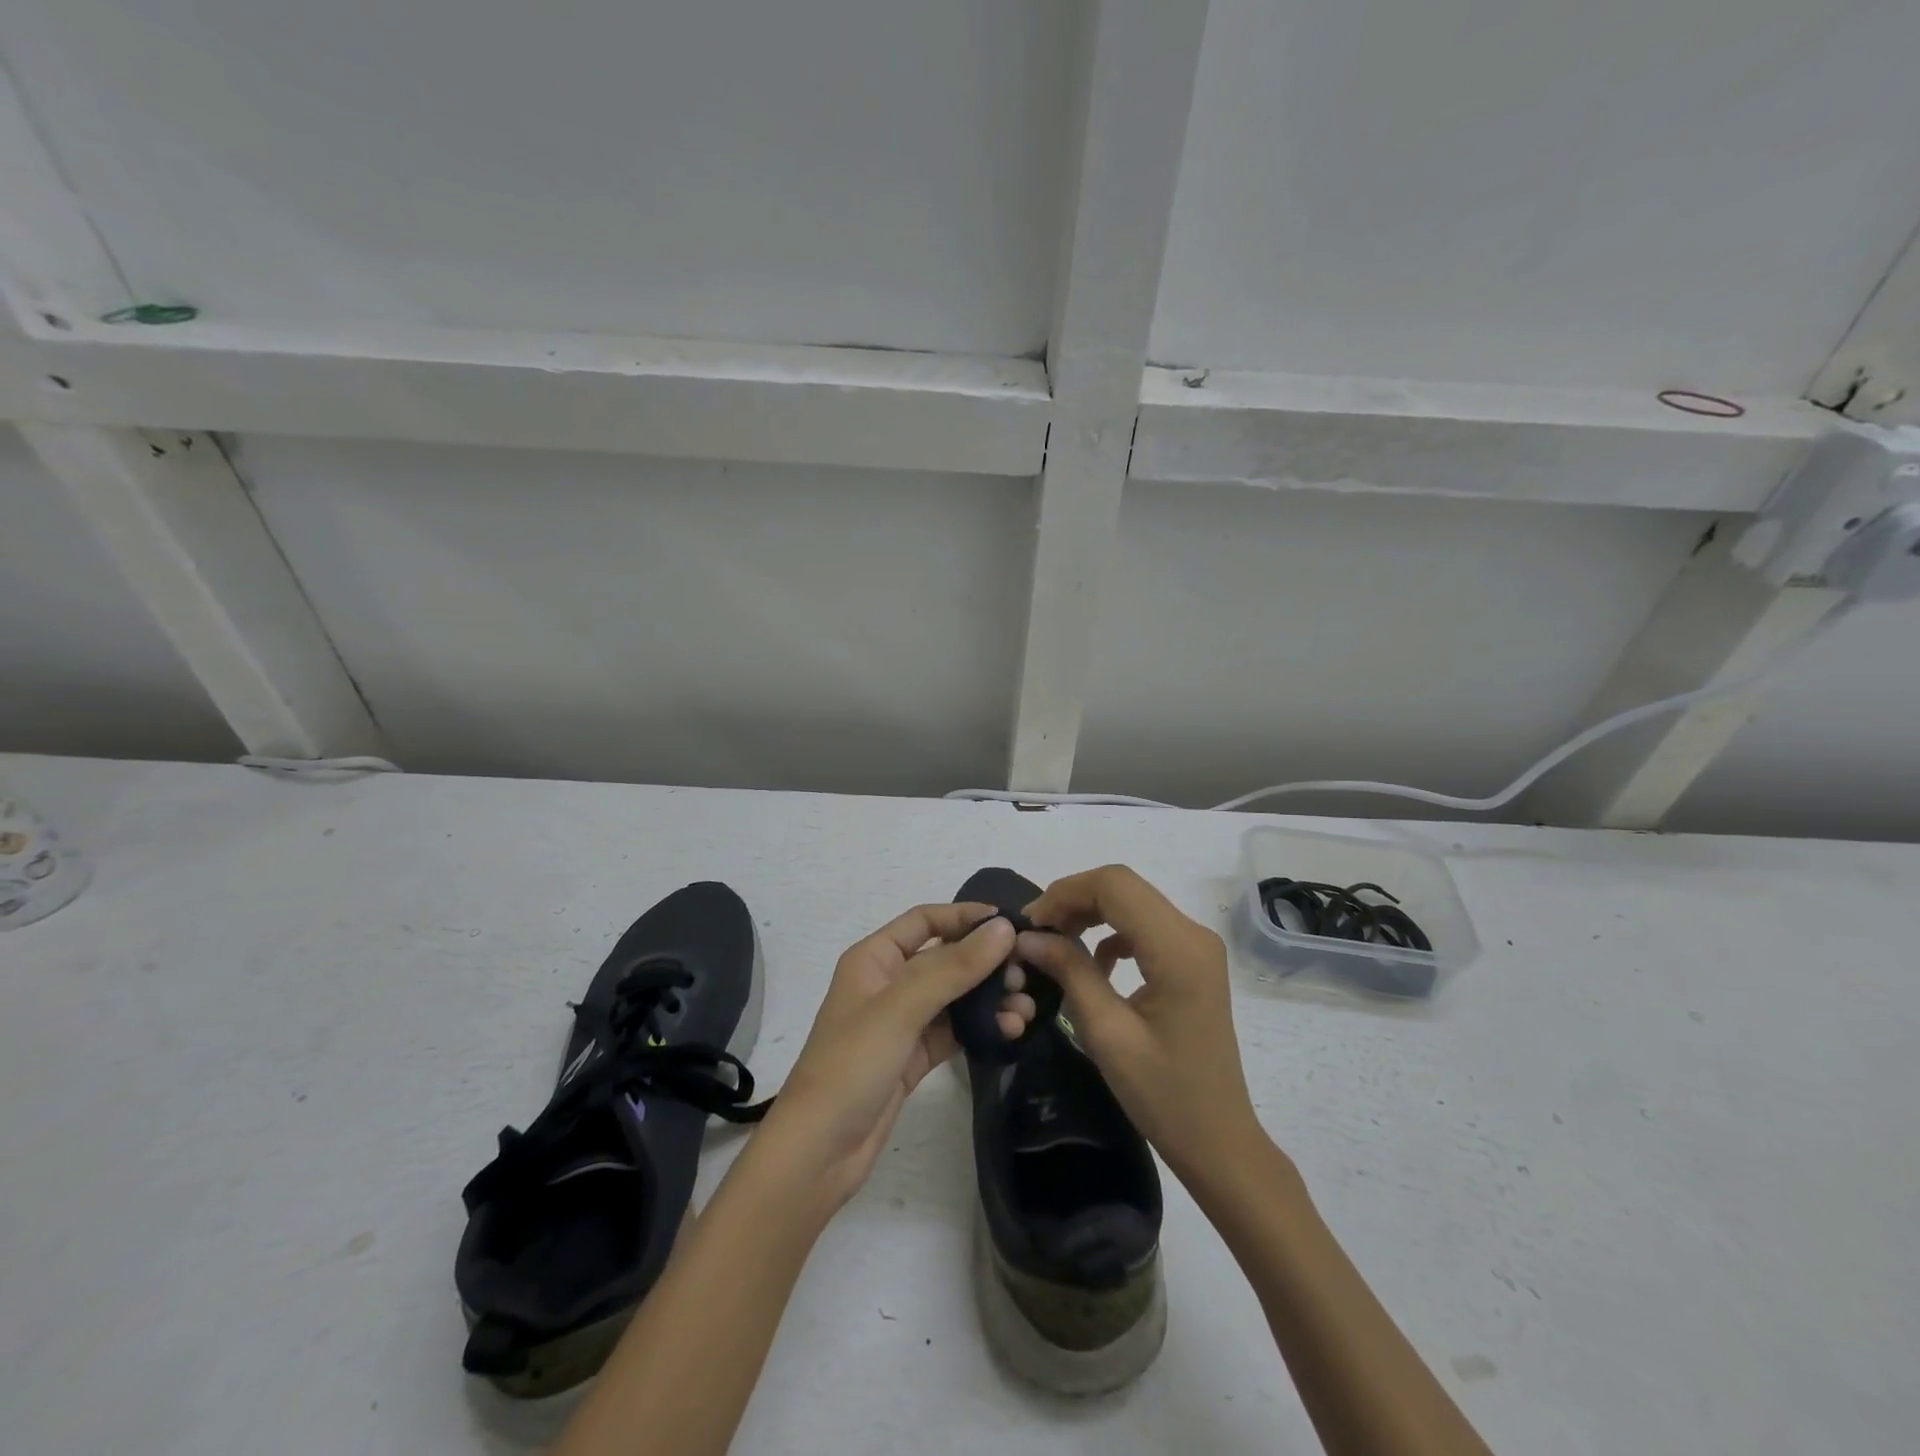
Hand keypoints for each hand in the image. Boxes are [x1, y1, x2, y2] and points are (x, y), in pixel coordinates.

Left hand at [756, 905, 1035, 1205]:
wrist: (818, 1152)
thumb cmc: (852, 1065)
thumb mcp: (902, 1007)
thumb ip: (954, 967)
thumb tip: (1004, 928)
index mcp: (874, 958)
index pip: (925, 920)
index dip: (965, 916)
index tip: (1010, 924)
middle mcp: (888, 983)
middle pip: (945, 958)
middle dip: (985, 962)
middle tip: (1025, 974)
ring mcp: (902, 1022)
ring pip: (954, 996)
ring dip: (989, 997)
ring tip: (1025, 1008)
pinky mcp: (913, 1057)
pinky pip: (954, 1030)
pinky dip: (982, 1027)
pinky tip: (1010, 1030)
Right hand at [1017, 865, 1262, 1186]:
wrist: (1218, 1139)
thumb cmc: (1163, 1094)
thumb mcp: (1106, 1032)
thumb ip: (1069, 972)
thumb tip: (1028, 937)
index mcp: (1178, 949)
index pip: (1115, 886)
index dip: (1065, 893)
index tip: (1030, 924)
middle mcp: (1193, 934)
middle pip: (1123, 888)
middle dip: (1073, 900)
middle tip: (1035, 933)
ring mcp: (1196, 945)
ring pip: (1131, 902)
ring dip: (1089, 913)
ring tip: (1053, 943)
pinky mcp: (1191, 960)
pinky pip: (1143, 925)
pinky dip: (1110, 932)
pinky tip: (1092, 964)